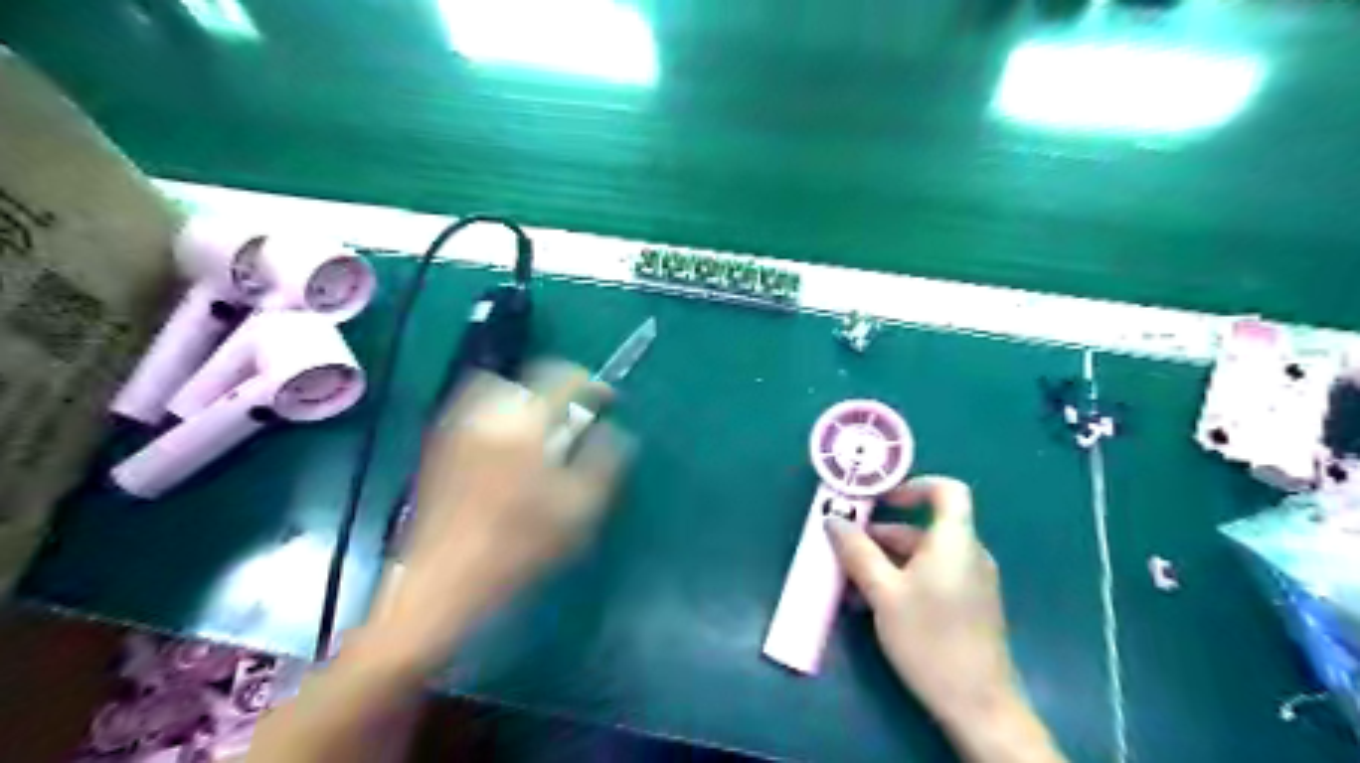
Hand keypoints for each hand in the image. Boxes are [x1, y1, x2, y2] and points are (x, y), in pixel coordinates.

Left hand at [382, 359, 626, 662]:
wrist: (443, 580)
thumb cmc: (519, 545)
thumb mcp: (580, 508)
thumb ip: (604, 460)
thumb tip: (613, 430)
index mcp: (525, 423)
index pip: (563, 378)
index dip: (592, 384)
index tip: (608, 400)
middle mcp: (487, 412)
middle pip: (529, 378)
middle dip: (558, 391)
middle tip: (574, 418)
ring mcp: (459, 426)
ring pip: (500, 390)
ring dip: (529, 401)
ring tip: (544, 431)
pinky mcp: (441, 445)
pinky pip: (477, 409)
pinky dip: (502, 415)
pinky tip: (510, 448)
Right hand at [828, 477, 1048, 757]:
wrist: (979, 706)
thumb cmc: (930, 639)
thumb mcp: (884, 593)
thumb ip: (857, 552)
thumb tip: (833, 520)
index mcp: (955, 541)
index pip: (947, 490)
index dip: (912, 486)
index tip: (877, 501)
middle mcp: (967, 554)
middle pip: (923, 528)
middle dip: (880, 534)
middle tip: (844, 548)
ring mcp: (970, 581)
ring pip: (921, 556)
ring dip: (884, 561)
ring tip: (850, 582)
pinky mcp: (966, 605)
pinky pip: (930, 577)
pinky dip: (900, 579)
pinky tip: (871, 603)